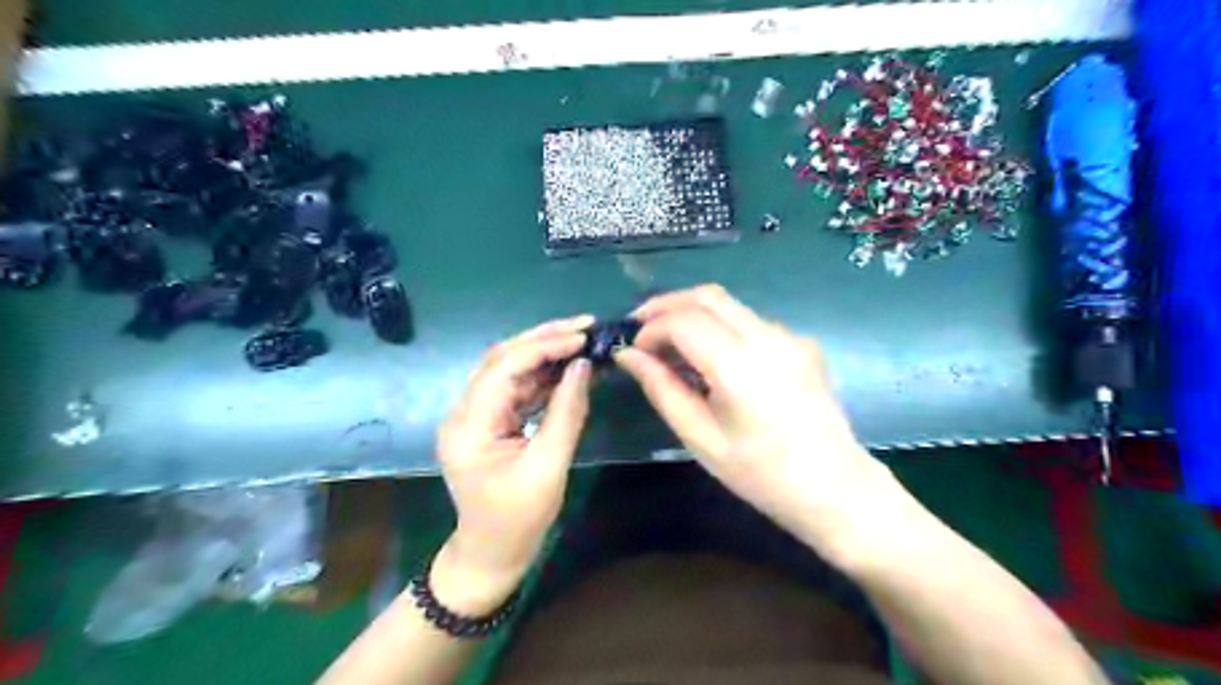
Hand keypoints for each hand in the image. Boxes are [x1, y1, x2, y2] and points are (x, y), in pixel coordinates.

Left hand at [434, 313, 596, 611]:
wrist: (491, 554)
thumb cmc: (518, 519)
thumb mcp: (548, 467)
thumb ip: (566, 413)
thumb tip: (583, 366)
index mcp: (469, 425)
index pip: (504, 368)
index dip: (544, 346)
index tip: (582, 336)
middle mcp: (465, 412)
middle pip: (503, 359)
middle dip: (544, 338)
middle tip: (584, 325)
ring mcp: (476, 416)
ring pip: (510, 370)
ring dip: (545, 353)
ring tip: (581, 340)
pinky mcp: (490, 422)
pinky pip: (516, 389)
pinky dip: (543, 376)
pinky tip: (569, 367)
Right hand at [621, 287, 894, 549]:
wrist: (834, 488)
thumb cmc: (760, 474)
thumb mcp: (700, 437)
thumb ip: (662, 389)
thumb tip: (628, 355)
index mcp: (739, 367)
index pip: (683, 321)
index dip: (650, 328)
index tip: (633, 349)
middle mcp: (767, 338)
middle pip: (707, 296)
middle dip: (667, 305)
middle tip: (641, 328)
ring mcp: (789, 336)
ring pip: (729, 304)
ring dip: (693, 314)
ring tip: (670, 344)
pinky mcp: (801, 343)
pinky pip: (750, 321)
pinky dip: (720, 327)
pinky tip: (712, 357)